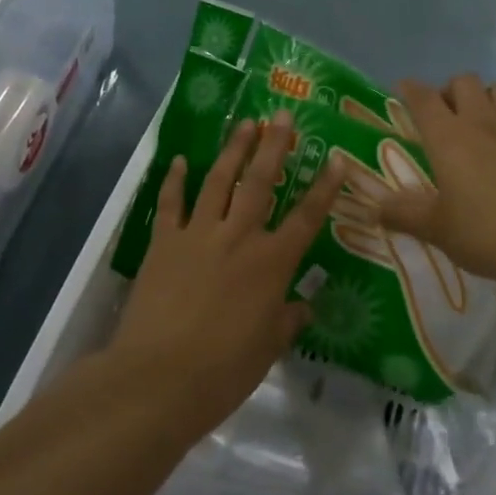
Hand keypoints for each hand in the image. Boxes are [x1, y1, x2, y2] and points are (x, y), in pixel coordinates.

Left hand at [110, 112, 345, 434]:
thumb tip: (304, 306)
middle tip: (281, 116)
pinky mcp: (164, 243)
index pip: (306, 218)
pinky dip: (175, 180)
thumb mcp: (267, 349)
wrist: (158, 378)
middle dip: (274, 146)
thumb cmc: (223, 371)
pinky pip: (171, 204)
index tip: (337, 159)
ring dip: (233, 150)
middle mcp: (239, 238)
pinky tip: (180, 159)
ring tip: (245, 123)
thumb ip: (287, 321)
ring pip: (219, 181)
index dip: (324, 188)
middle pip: (261, 183)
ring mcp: (199, 235)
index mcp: (271, 264)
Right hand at [374, 75, 495, 291]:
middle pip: (464, 82)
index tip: (403, 90)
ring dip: (484, 99)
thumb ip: (405, 214)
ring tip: (479, 125)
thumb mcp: (438, 229)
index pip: (423, 98)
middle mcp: (481, 121)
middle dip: (450, 91)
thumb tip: (375, 207)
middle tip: (444, 117)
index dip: (410, 89)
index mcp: (448, 136)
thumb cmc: (486, 231)